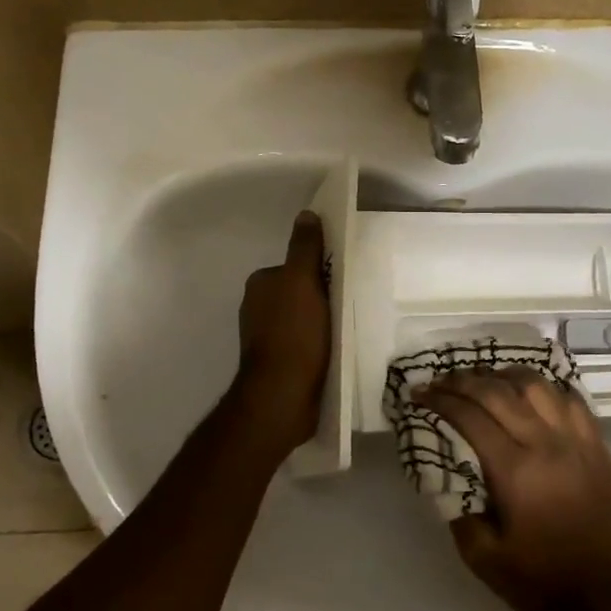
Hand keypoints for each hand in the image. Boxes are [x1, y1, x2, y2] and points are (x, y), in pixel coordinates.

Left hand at [235, 211, 331, 452]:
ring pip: (304, 318)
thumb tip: (306, 214)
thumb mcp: (301, 282)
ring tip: (349, 327)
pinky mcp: (279, 363)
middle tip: (352, 302)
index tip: (344, 277)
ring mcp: (267, 337)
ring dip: (324, 321)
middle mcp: (258, 308)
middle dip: (323, 296)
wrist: (282, 396)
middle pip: (300, 291)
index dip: (320, 269)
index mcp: (260, 284)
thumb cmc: (294, 334)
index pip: (296, 265)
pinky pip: (305, 342)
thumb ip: (304, 248)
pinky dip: (320, 343)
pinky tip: (336, 350)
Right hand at [415, 368, 610, 610]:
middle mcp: (546, 443)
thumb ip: (457, 511)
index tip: (420, 393)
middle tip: (442, 379)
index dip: (441, 400)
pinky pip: (571, 399)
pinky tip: (532, 391)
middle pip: (499, 392)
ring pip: (538, 386)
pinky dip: (547, 388)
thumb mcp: (482, 557)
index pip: (471, 417)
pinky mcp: (597, 445)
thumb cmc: (540, 578)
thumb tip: (445, 474)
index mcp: (515, 470)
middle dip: (464, 380)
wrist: (605, 593)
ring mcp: (576, 440)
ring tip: (486, 377)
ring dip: (505, 375)